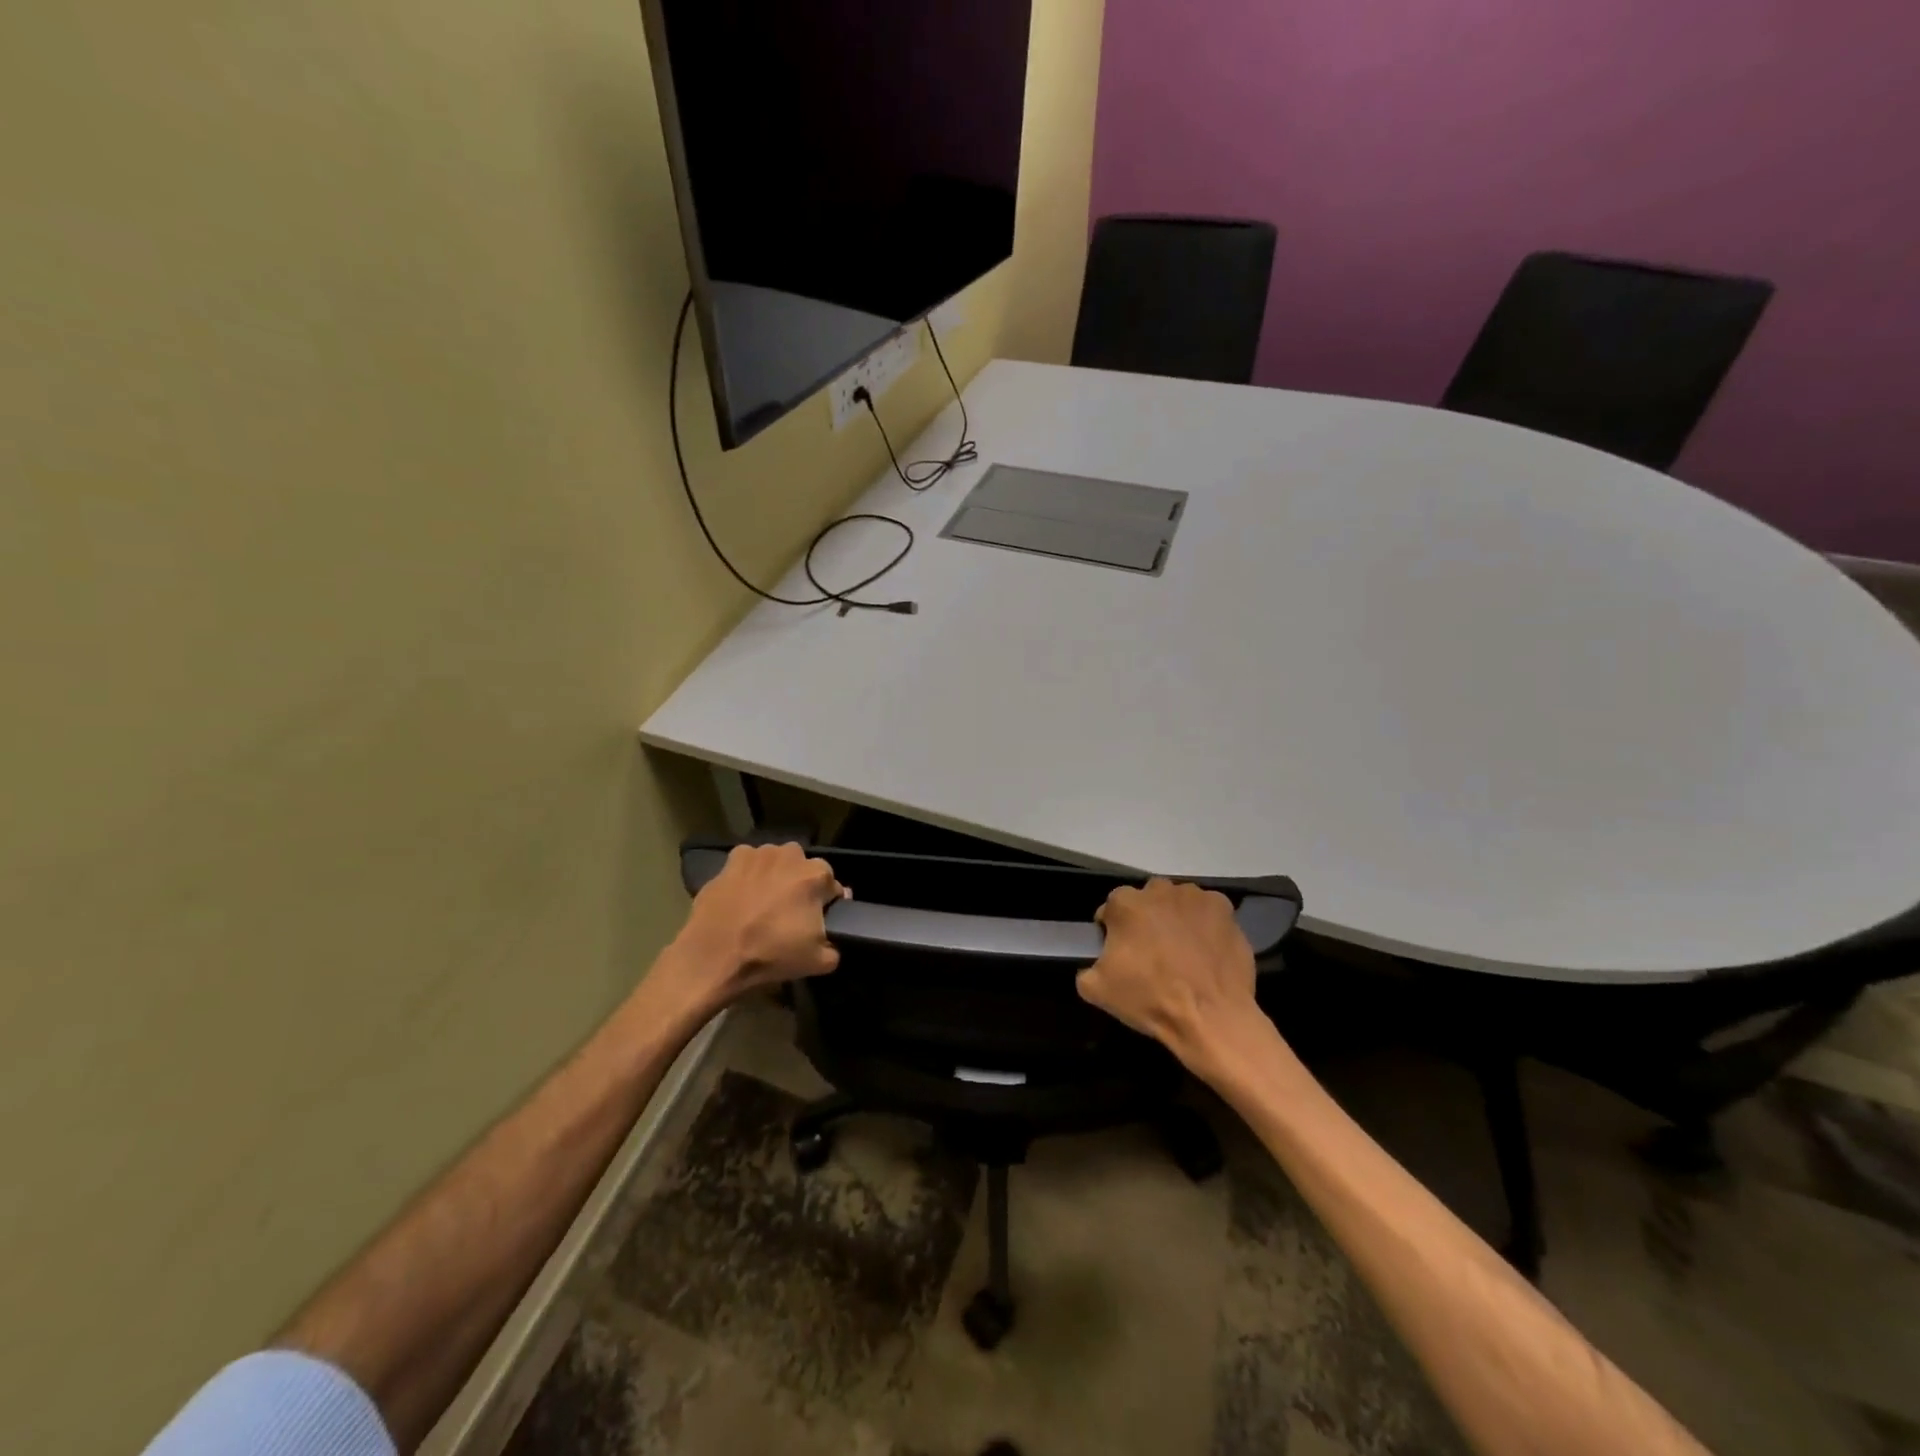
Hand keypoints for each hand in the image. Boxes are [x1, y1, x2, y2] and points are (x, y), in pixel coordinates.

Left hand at [671, 843, 847, 1004]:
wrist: (715, 956)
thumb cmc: (771, 954)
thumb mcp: (819, 962)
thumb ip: (835, 947)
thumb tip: (832, 938)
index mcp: (816, 875)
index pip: (832, 886)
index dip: (827, 904)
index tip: (818, 921)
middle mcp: (790, 855)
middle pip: (804, 868)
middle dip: (801, 885)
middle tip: (790, 911)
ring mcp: (758, 854)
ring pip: (776, 862)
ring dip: (776, 876)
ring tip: (764, 903)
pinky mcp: (730, 860)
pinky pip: (748, 863)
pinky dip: (748, 874)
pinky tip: (742, 894)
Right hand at [1076, 878, 1261, 1071]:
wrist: (1211, 1016)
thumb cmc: (1150, 999)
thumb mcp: (1097, 990)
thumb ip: (1087, 968)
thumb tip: (1093, 965)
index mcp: (1125, 904)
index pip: (1111, 908)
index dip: (1112, 929)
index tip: (1119, 951)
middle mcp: (1159, 890)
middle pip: (1146, 899)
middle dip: (1146, 918)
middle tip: (1151, 950)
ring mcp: (1195, 897)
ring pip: (1178, 901)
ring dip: (1176, 917)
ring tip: (1182, 950)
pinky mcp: (1225, 909)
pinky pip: (1208, 911)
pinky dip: (1205, 924)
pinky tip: (1206, 950)